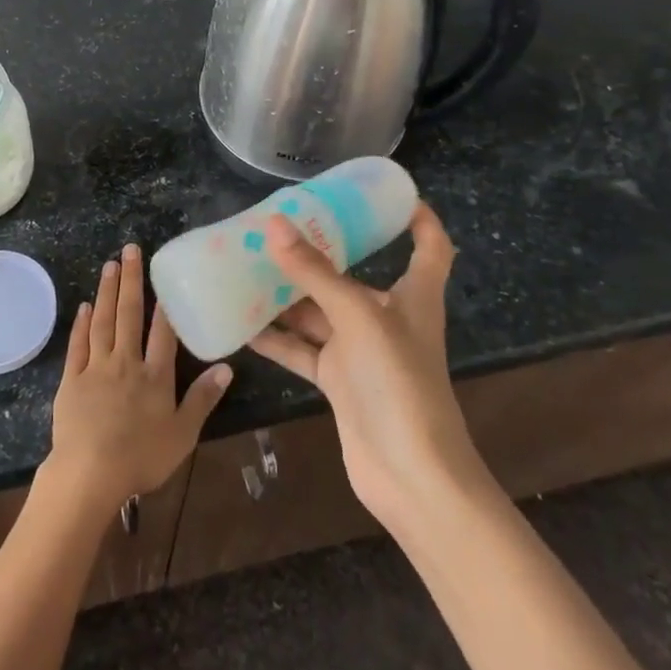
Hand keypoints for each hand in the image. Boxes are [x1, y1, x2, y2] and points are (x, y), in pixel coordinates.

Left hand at [43, 243, 230, 518]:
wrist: (89, 474)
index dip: (165, 303)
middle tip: (130, 249)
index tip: (164, 273)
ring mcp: (96, 367)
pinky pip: (78, 344)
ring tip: (109, 265)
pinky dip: (82, 323)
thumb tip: (226, 366)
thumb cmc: (141, 458)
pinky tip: (85, 305)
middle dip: (131, 280)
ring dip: (107, 291)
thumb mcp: (183, 434)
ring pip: (103, 321)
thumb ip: (203, 398)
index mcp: (155, 375)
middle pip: (129, 315)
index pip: (163, 332)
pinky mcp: (71, 379)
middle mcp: (126, 362)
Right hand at [249, 203, 490, 530]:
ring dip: (288, 295)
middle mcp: (387, 318)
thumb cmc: (399, 382)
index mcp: (413, 296)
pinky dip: (276, 338)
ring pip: (319, 312)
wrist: (412, 476)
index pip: (428, 246)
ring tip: (246, 267)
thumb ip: (315, 271)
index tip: (389, 193)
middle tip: (278, 227)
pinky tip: (242, 324)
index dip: (417, 216)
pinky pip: (303, 350)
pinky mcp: (340, 383)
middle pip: (354, 276)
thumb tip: (275, 224)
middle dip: (320, 253)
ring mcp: (361, 353)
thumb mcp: (357, 317)